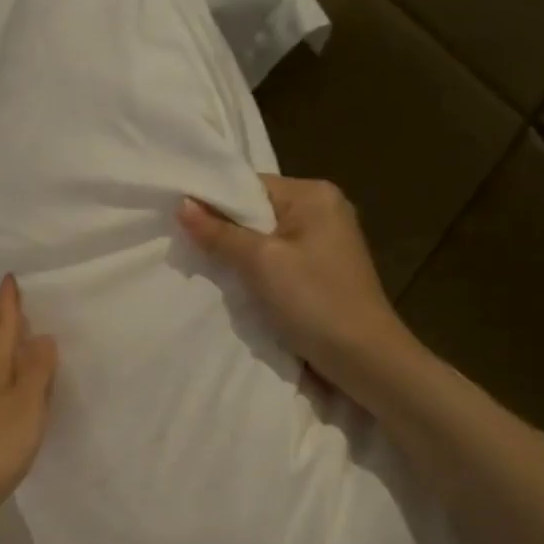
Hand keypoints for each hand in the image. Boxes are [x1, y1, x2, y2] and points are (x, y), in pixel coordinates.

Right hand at [179, 176, 407, 389]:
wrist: (363, 358)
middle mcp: (323, 209)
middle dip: (224, 231)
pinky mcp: (322, 270)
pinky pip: (278, 259)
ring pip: (265, 238)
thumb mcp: (260, 263)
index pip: (250, 185)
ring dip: (239, 255)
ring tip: (208, 270)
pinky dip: (257, 271)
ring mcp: (326, 241)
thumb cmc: (313, 301)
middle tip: (188, 250)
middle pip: (257, 211)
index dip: (214, 202)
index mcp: (314, 194)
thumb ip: (220, 233)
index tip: (180, 223)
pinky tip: (240, 287)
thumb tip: (183, 204)